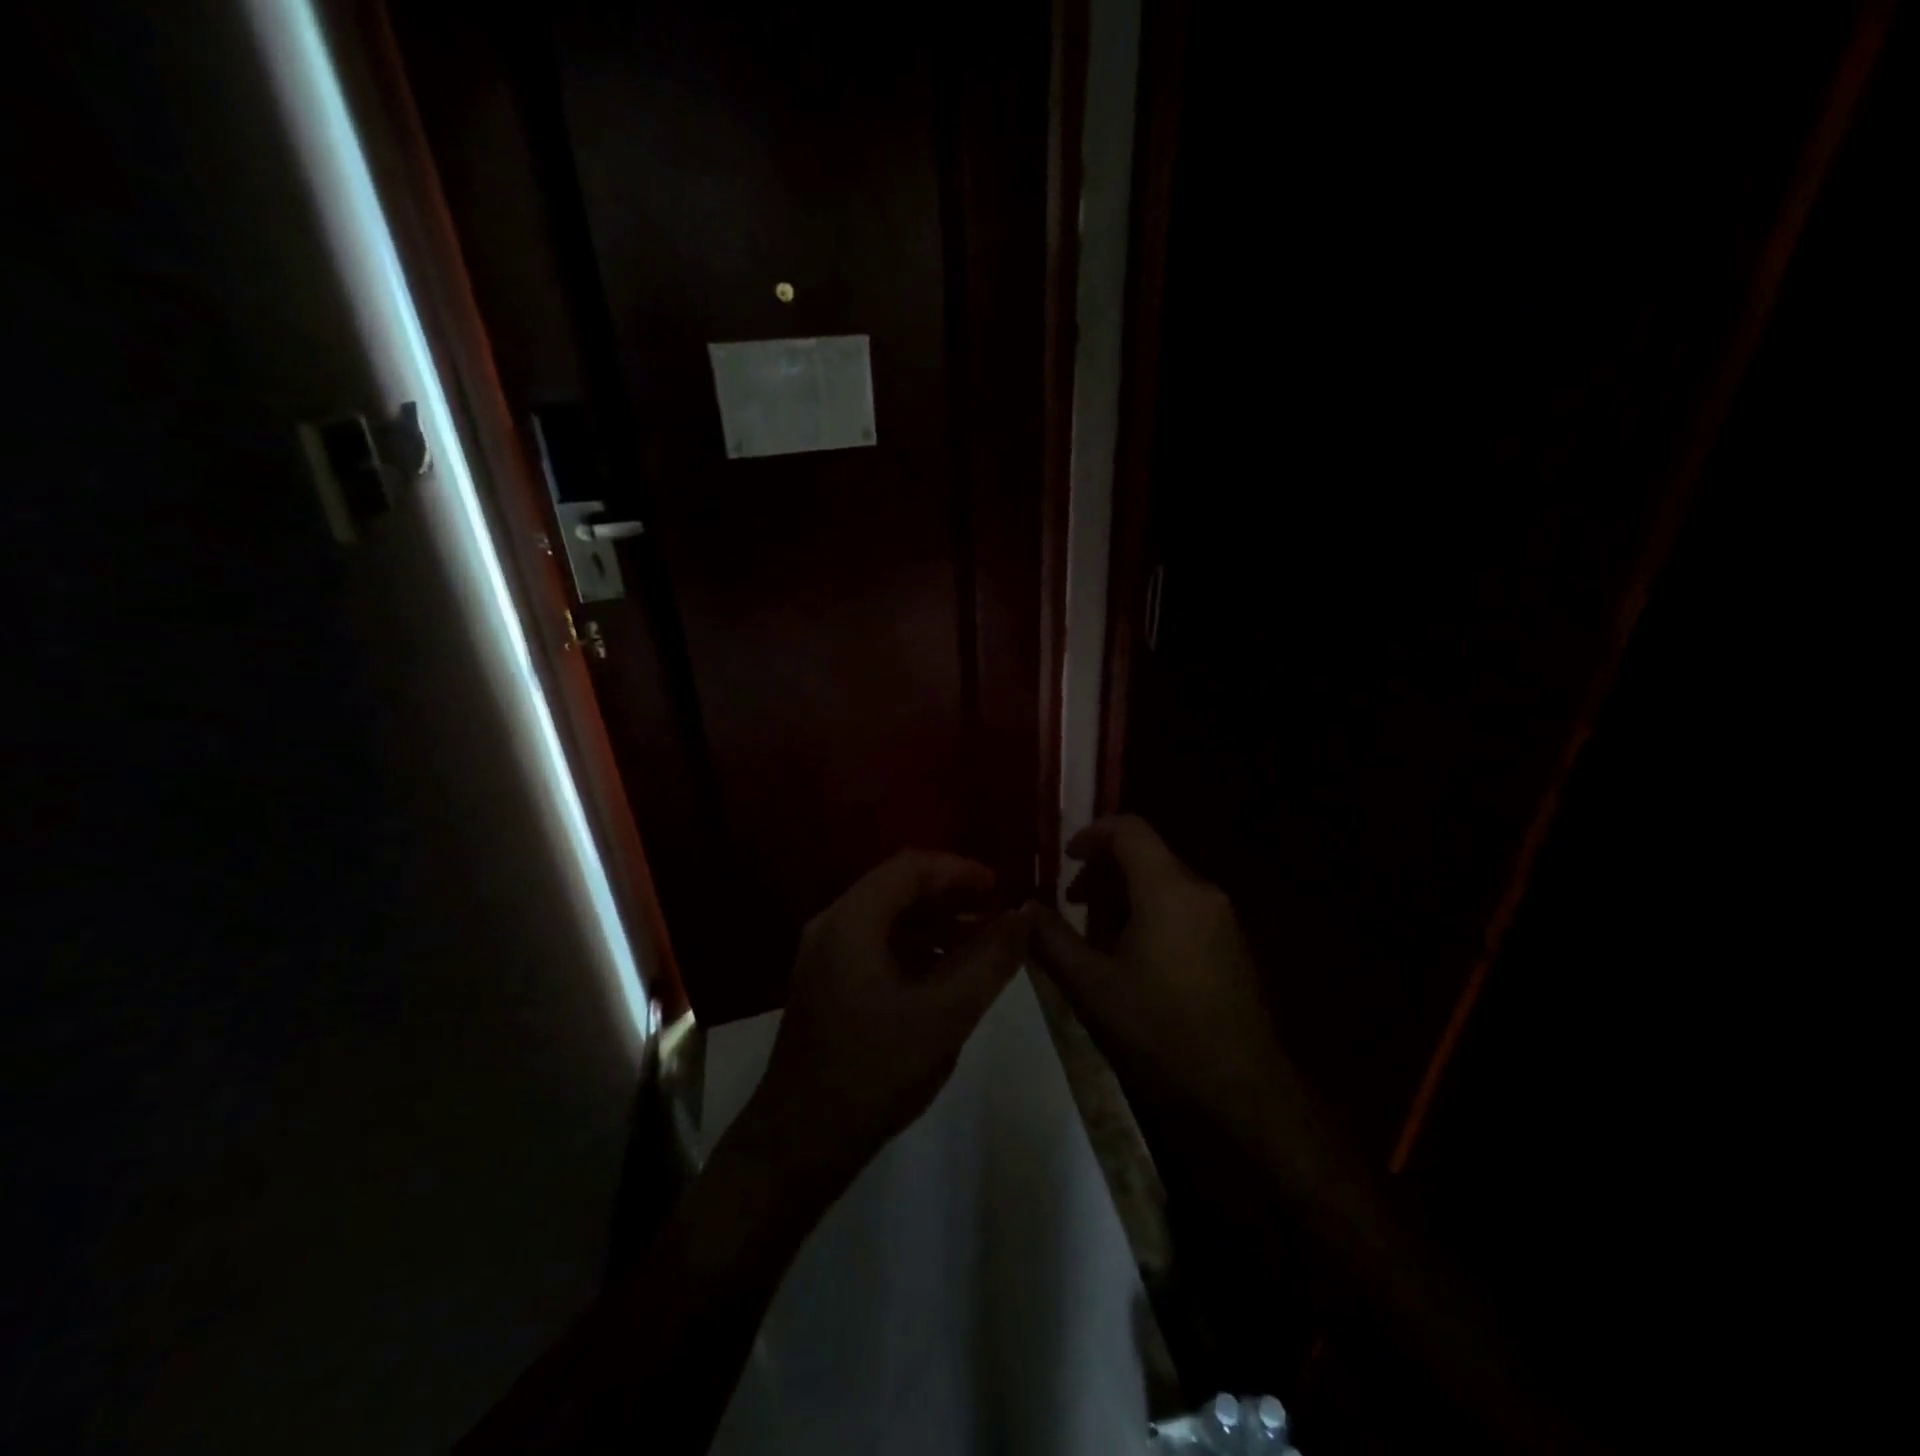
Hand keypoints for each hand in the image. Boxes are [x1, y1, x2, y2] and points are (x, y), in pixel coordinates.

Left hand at [746, 851, 1025, 1179]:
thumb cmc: (874, 1071)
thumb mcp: (945, 1015)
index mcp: (852, 921)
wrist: (800, 1141)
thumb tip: (1023, 917)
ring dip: (936, 922)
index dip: (960, 870)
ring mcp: (826, 955)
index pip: (911, 867)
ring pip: (889, 918)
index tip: (1002, 888)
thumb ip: (989, 961)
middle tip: (998, 913)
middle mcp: (833, 926)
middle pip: (898, 887)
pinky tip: (949, 972)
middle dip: (952, 896)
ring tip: (984, 942)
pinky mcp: (828, 982)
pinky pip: (878, 945)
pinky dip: (916, 947)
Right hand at [1028, 815, 1280, 1116]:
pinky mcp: (1231, 946)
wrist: (1240, 1095)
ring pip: (1163, 885)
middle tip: (1072, 909)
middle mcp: (1201, 891)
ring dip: (1124, 899)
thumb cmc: (1159, 1033)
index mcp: (1168, 890)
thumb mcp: (1090, 987)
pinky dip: (1150, 916)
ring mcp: (1222, 920)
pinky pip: (1183, 909)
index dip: (1091, 834)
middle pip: (1145, 857)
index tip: (1064, 860)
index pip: (1129, 829)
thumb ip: (1051, 940)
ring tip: (1097, 944)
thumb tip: (1025, 908)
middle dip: (1102, 875)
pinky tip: (1132, 964)